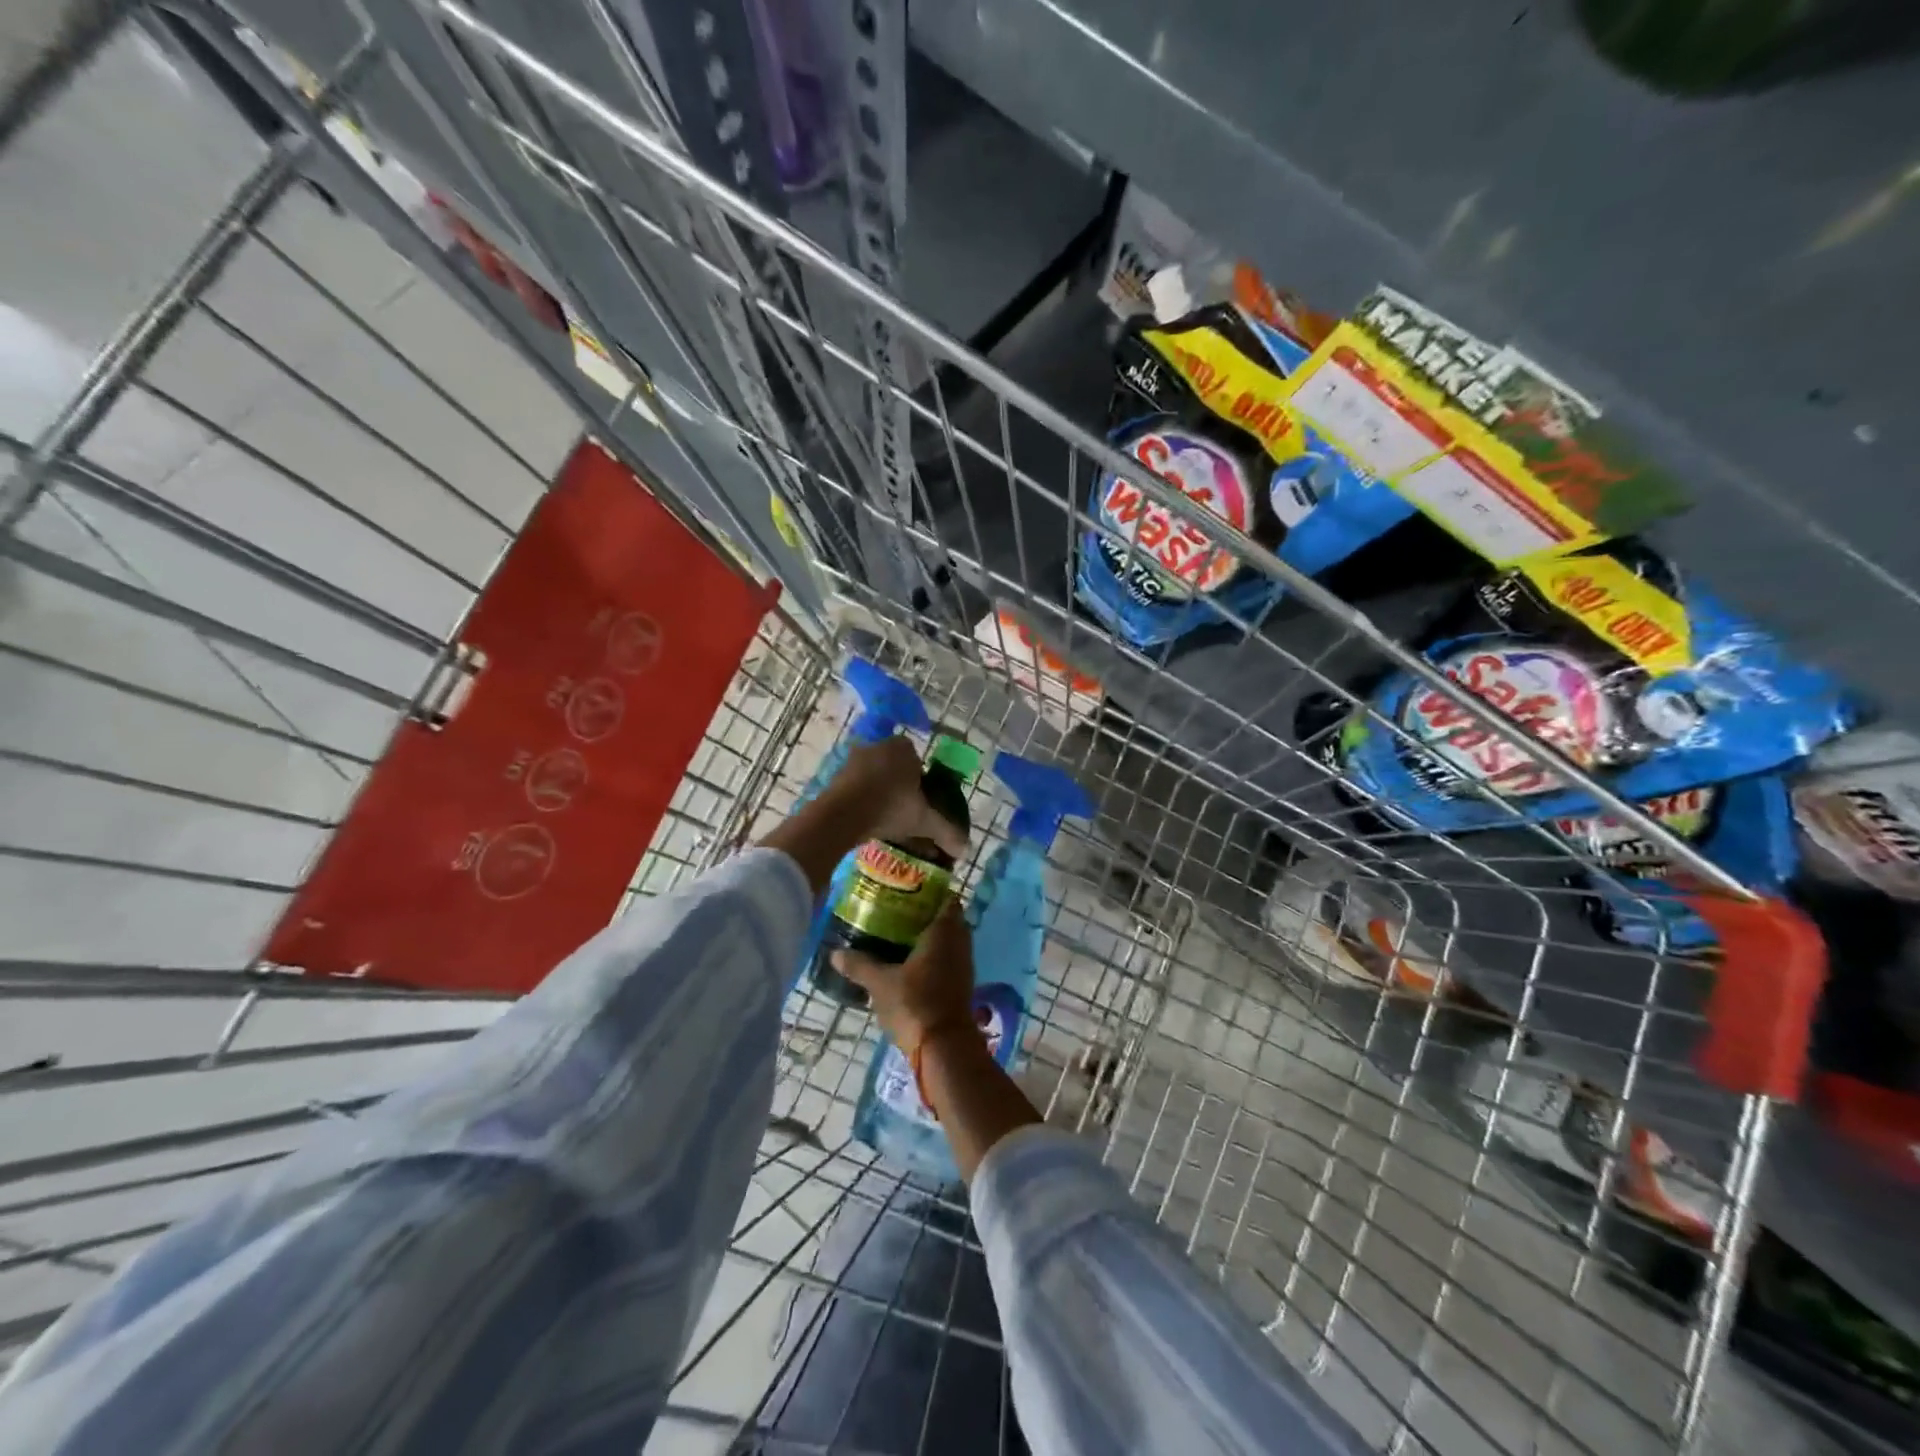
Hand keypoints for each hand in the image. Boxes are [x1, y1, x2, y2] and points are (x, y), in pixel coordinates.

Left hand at [829, 735, 968, 860]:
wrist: (843, 815)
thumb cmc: (891, 807)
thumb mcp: (924, 821)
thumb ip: (946, 832)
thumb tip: (965, 849)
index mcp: (903, 748)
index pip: (918, 760)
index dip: (922, 781)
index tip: (922, 803)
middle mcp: (878, 747)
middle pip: (895, 769)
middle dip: (901, 789)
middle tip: (905, 814)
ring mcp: (854, 760)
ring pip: (875, 778)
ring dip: (881, 796)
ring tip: (885, 822)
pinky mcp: (836, 776)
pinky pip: (856, 788)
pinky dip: (863, 801)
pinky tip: (866, 822)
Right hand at [833, 897, 977, 1056]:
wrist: (944, 1047)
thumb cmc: (915, 1003)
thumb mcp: (880, 983)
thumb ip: (859, 964)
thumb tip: (835, 952)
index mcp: (944, 930)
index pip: (946, 898)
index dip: (931, 890)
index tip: (908, 889)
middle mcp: (959, 942)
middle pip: (946, 919)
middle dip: (925, 914)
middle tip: (897, 911)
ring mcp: (963, 964)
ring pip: (947, 941)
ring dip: (928, 937)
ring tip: (898, 935)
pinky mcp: (961, 984)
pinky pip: (947, 959)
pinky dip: (932, 957)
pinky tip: (908, 963)